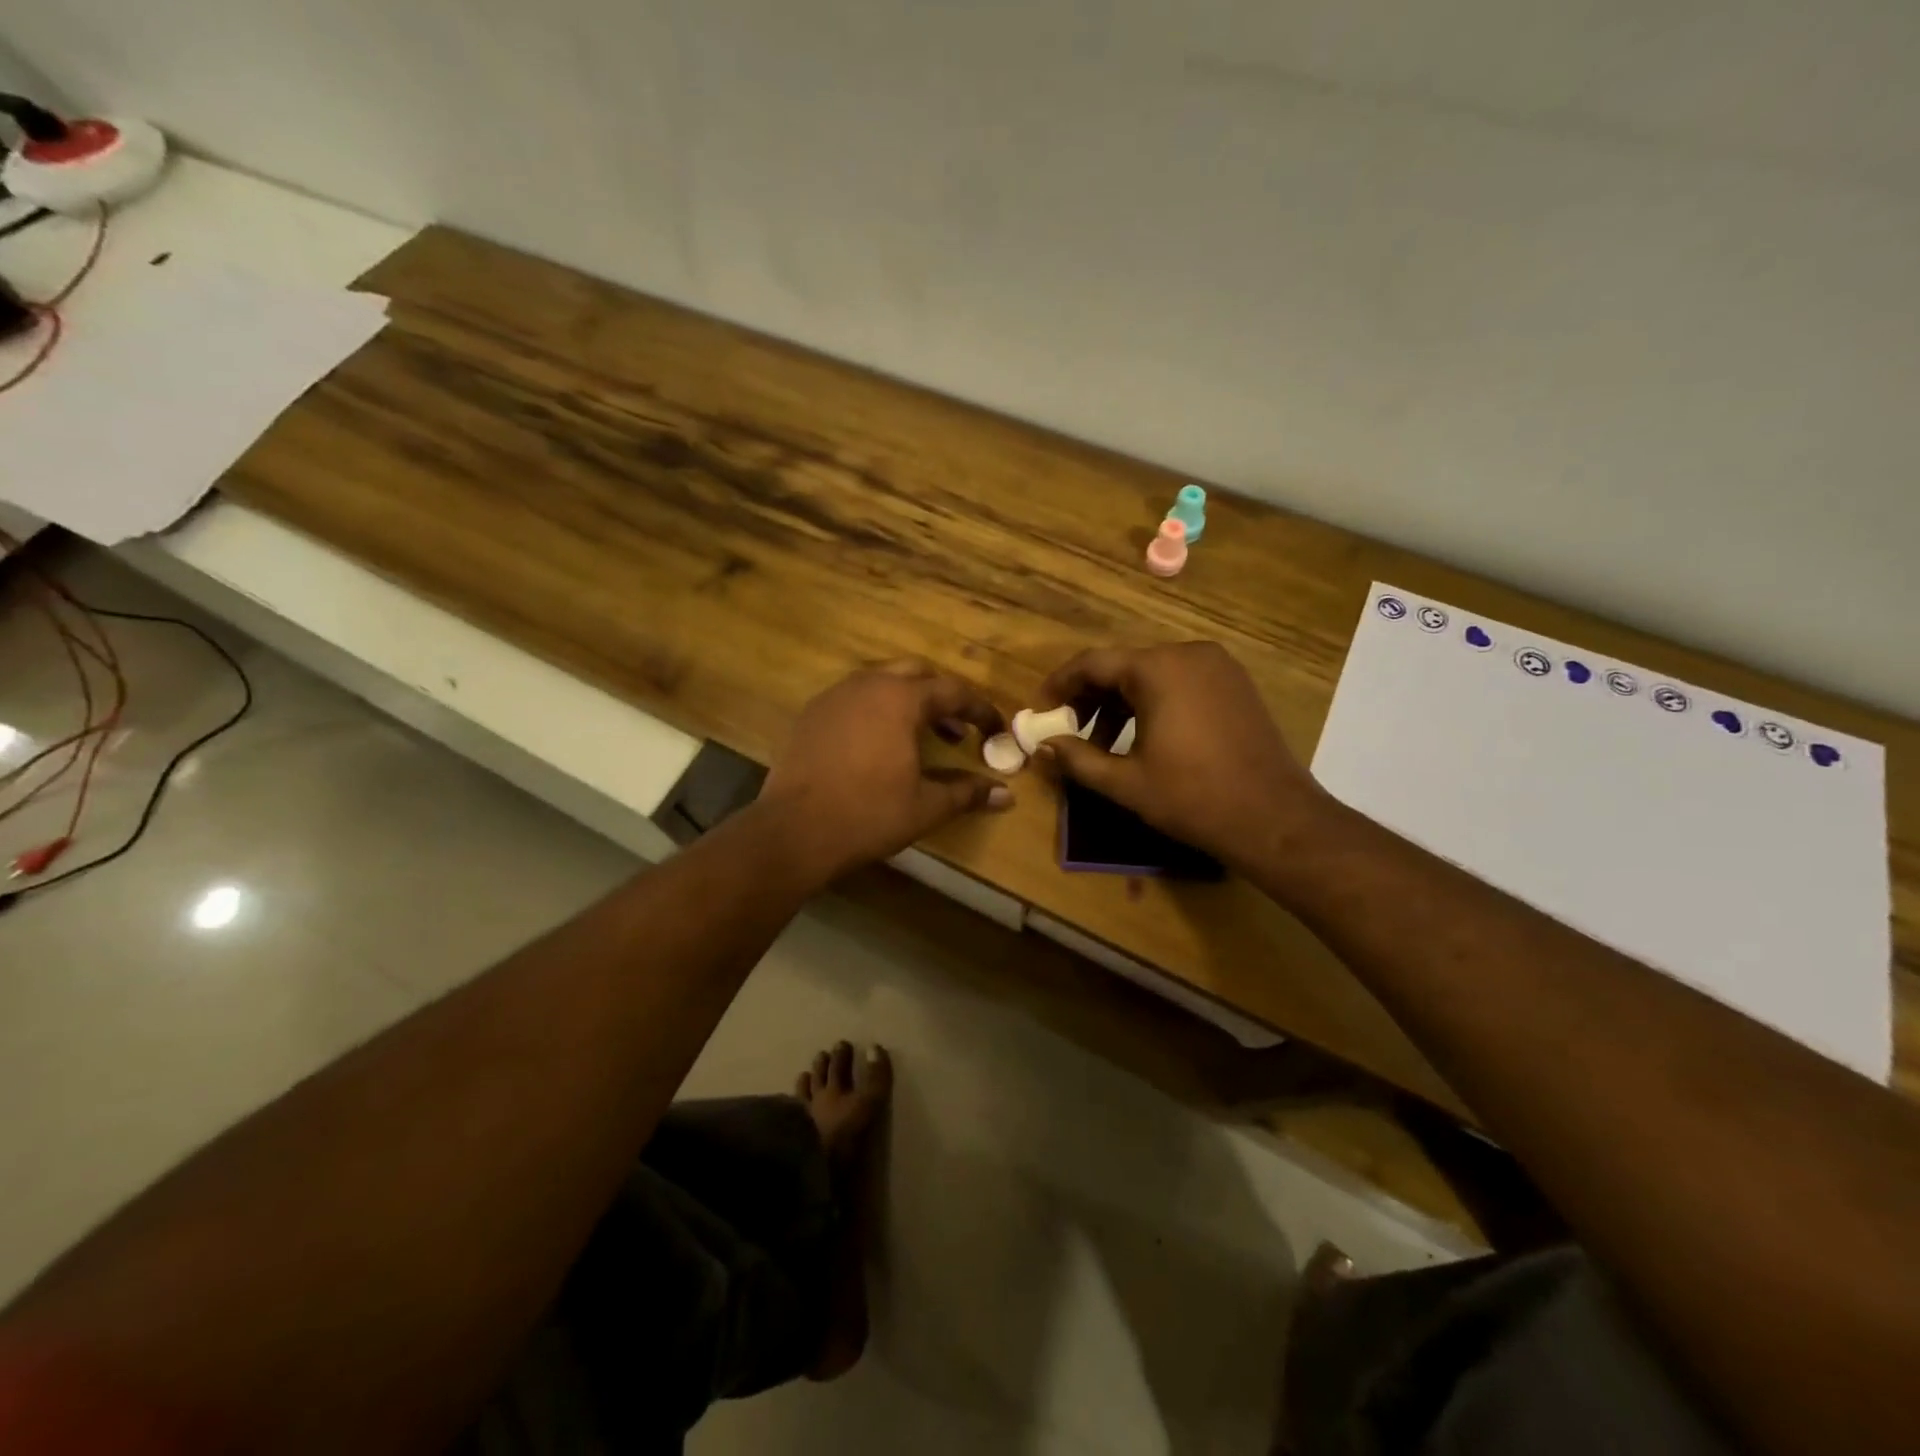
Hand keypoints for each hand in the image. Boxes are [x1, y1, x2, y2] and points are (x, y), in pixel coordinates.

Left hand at [758, 660, 1011, 882]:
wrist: (793, 831)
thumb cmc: (868, 814)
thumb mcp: (925, 806)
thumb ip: (967, 793)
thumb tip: (1006, 795)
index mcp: (900, 699)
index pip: (953, 691)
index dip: (980, 710)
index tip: (997, 730)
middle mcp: (867, 685)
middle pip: (916, 674)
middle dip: (942, 697)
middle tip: (957, 729)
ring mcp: (834, 696)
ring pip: (881, 683)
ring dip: (908, 702)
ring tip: (921, 737)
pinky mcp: (811, 714)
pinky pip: (854, 699)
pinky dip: (876, 711)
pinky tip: (878, 745)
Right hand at [1033, 642, 1329, 871]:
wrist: (1275, 818)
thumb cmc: (1193, 797)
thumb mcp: (1125, 782)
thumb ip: (1077, 759)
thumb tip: (1041, 748)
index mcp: (1158, 669)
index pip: (1093, 664)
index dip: (1060, 686)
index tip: (1041, 711)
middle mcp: (1188, 654)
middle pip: (1123, 666)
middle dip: (1091, 698)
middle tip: (1069, 731)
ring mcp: (1218, 667)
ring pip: (1152, 674)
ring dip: (1121, 703)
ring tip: (1104, 744)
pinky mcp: (1236, 685)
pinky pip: (1181, 682)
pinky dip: (1154, 703)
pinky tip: (1145, 738)